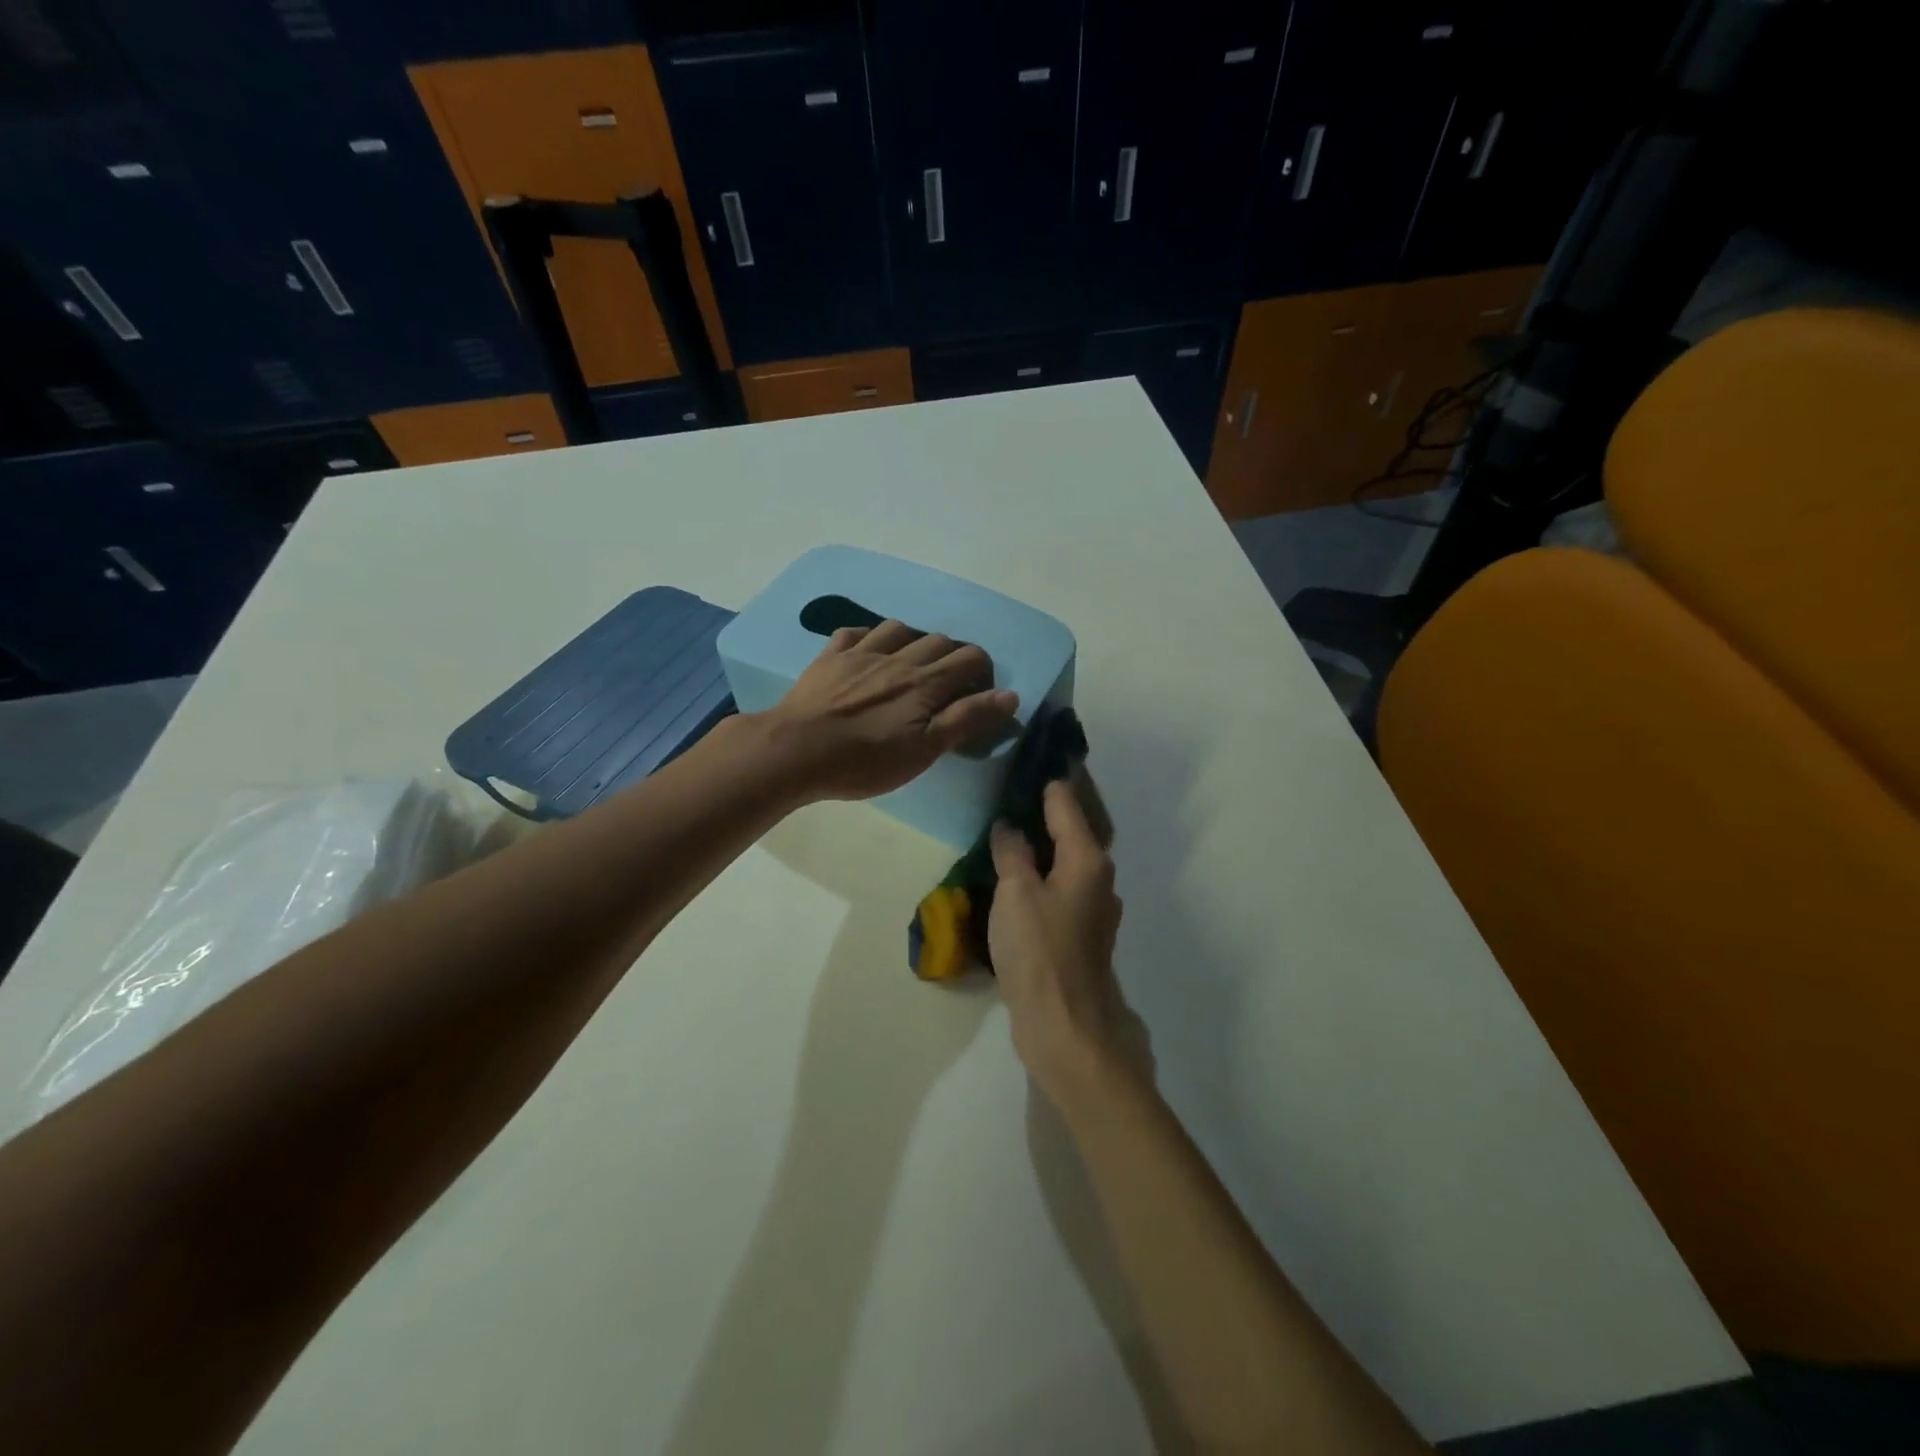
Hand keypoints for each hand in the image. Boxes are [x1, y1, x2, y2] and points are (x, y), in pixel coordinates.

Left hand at [762, 619, 1018, 801]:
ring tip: (913, 663)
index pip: (970, 658)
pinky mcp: (830, 657)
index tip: (979, 696)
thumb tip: (1010, 695)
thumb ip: (967, 719)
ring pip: (899, 628)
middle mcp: (898, 657)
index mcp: (925, 681)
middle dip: (953, 657)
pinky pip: (855, 632)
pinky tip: (869, 651)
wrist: (796, 751)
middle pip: (938, 641)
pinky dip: (870, 637)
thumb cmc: (865, 759)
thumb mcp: (925, 750)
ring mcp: (861, 653)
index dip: (983, 672)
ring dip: (915, 640)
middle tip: (950, 686)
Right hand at [990, 780, 1126, 1105]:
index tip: (1023, 758)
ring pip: (1063, 860)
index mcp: (1087, 858)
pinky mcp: (1078, 933)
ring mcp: (1091, 907)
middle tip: (1006, 790)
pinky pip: (1057, 887)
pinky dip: (1038, 874)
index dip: (1044, 779)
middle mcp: (1097, 876)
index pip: (1065, 801)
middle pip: (1070, 829)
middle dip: (1041, 809)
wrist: (1065, 1026)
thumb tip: (1009, 827)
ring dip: (1038, 844)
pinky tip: (1012, 875)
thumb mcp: (1016, 893)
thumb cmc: (1040, 951)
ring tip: (1004, 828)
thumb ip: (1012, 853)